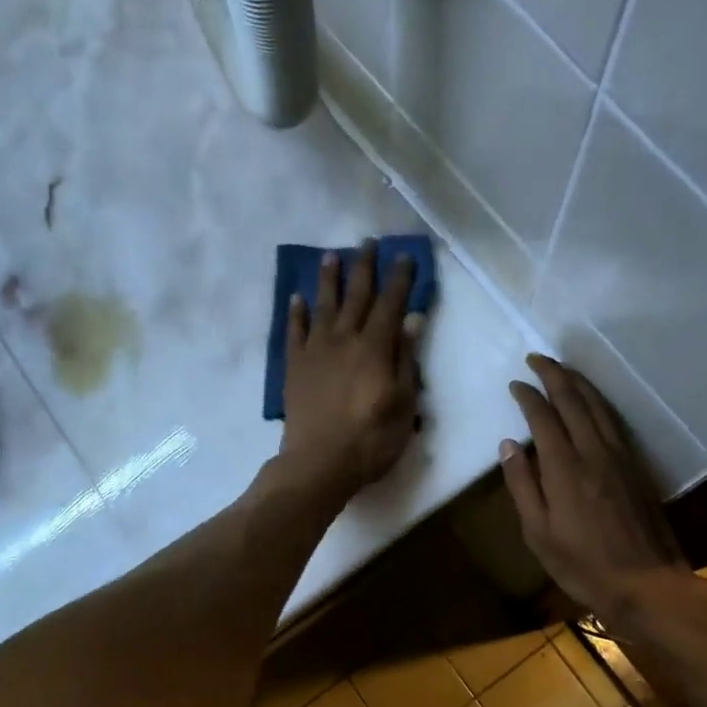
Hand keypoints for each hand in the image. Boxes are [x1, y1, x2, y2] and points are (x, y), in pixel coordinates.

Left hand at [279, 241, 421, 497]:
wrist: (318, 463)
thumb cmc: (371, 439)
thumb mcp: (403, 404)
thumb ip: (406, 359)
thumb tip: (412, 319)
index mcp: (375, 348)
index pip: (390, 304)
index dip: (399, 279)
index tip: (405, 256)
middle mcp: (344, 340)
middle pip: (356, 296)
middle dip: (364, 267)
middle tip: (368, 242)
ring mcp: (315, 351)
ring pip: (323, 306)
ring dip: (329, 279)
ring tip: (331, 256)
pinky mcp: (294, 367)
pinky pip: (294, 332)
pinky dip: (296, 313)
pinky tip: (297, 298)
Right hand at [500, 353, 691, 619]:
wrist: (645, 583)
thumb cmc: (582, 565)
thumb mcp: (538, 533)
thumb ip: (522, 485)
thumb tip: (509, 444)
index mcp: (565, 468)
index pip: (543, 417)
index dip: (528, 396)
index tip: (515, 384)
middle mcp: (594, 452)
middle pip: (574, 400)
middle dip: (554, 375)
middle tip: (537, 358)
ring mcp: (620, 457)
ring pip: (598, 406)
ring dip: (579, 382)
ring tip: (562, 369)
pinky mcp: (636, 466)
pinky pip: (614, 420)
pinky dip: (598, 401)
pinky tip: (593, 401)